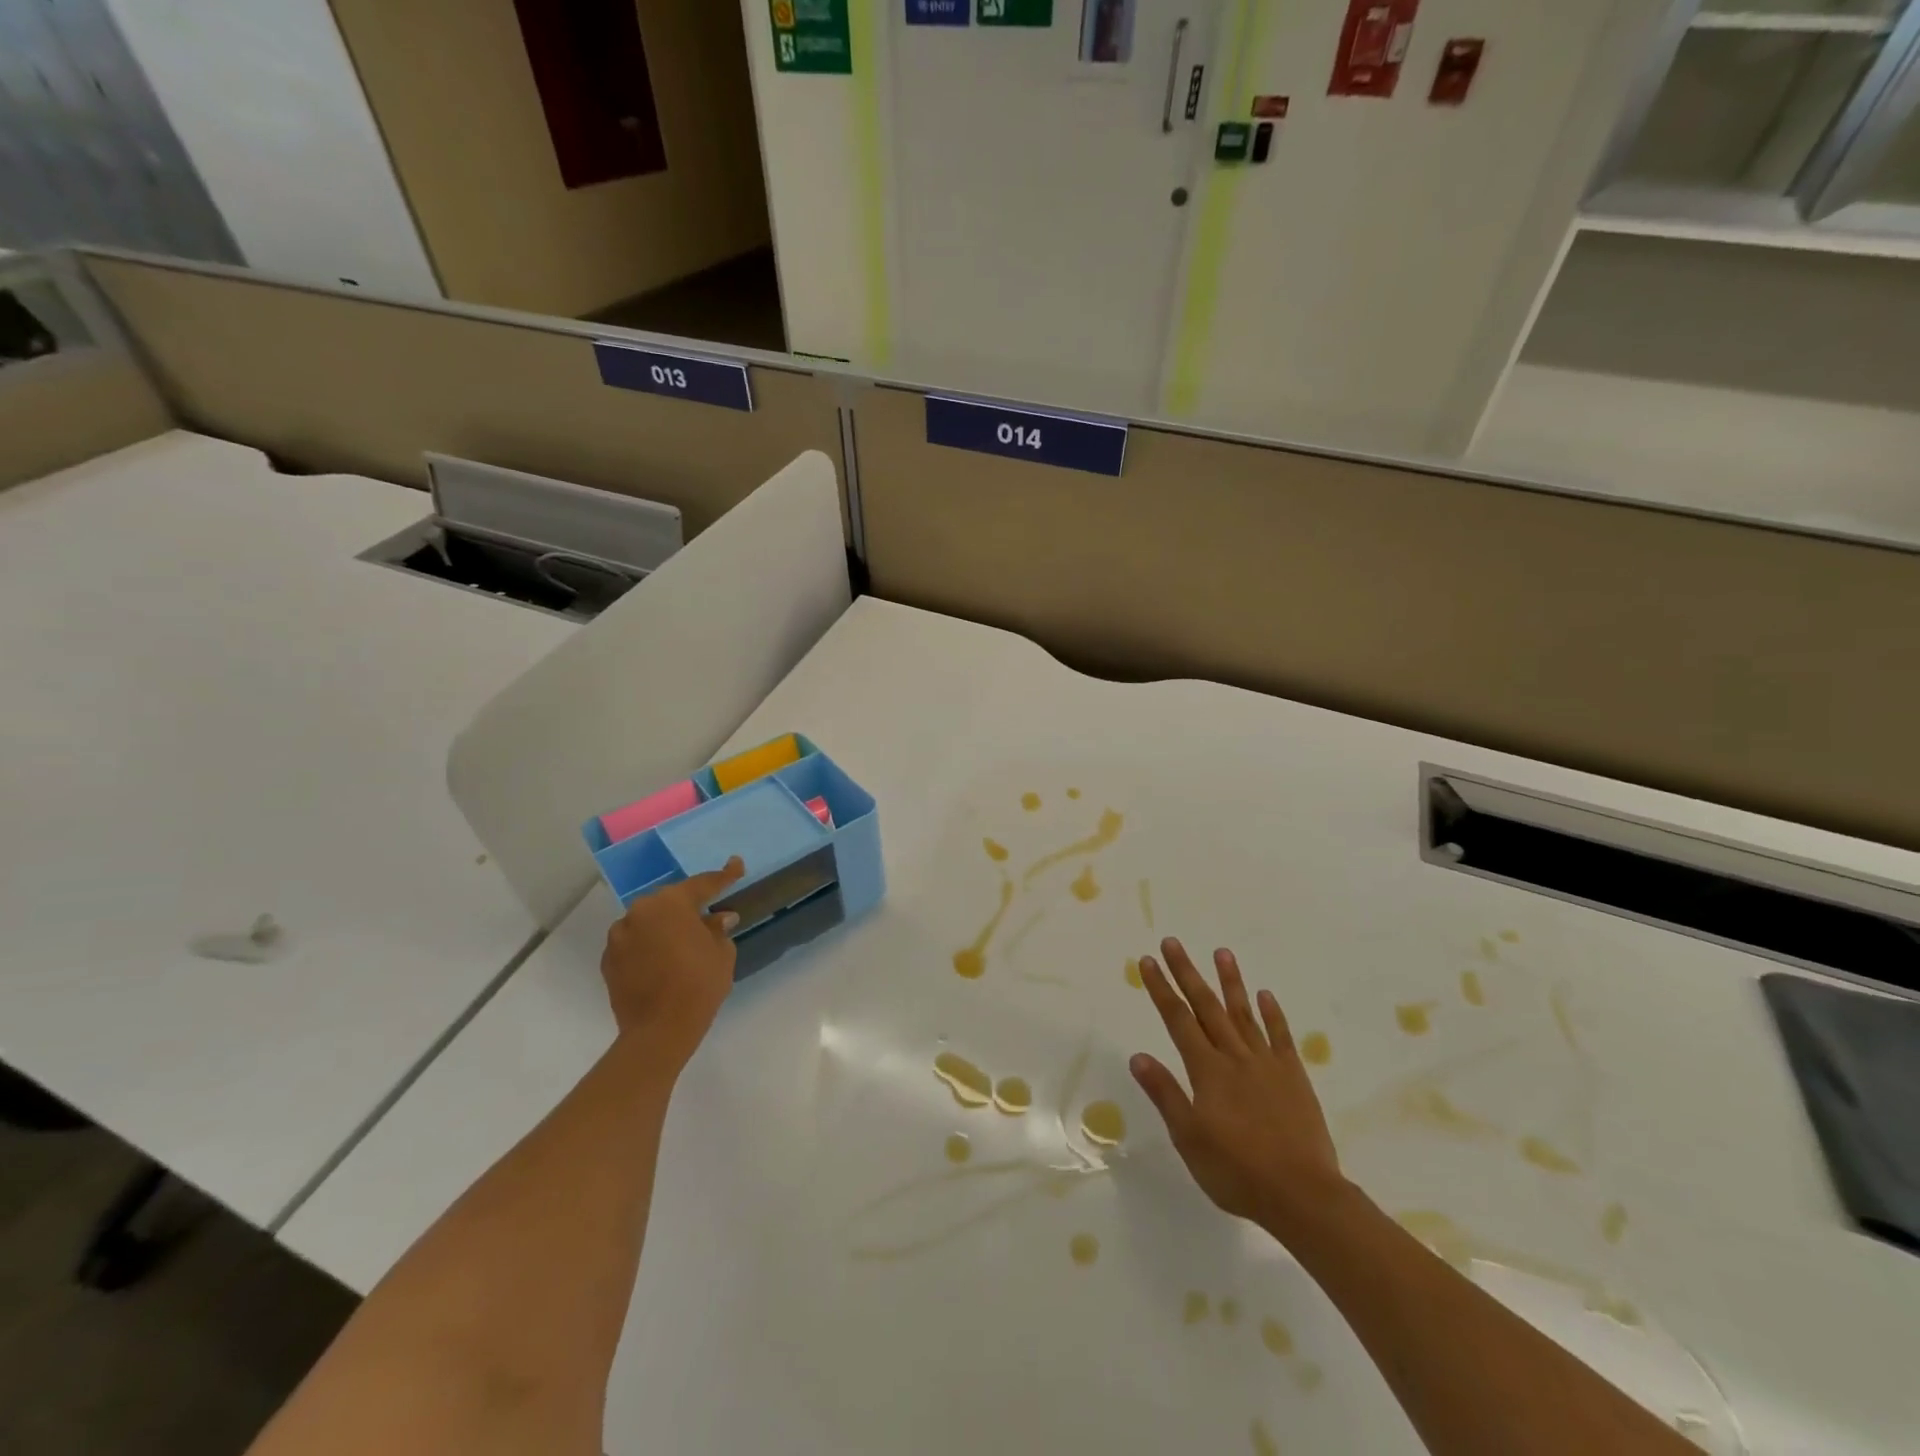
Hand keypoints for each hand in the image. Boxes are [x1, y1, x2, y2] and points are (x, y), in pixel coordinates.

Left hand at [600, 857, 745, 1071]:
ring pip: (649, 921)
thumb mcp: (722, 953)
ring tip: (682, 942)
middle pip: (670, 901)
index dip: (724, 876)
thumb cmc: (698, 984)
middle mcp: (640, 911)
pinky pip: (634, 943)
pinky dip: (649, 946)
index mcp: (670, 903)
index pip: (702, 884)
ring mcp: (619, 935)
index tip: (736, 865)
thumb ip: (718, 929)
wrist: (658, 1031)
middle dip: (689, 906)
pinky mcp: (608, 960)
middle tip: (708, 914)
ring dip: (665, 926)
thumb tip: (718, 918)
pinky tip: (662, 961)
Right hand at [1131, 938, 1345, 1241]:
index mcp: (1207, 1071)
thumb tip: (1138, 1056)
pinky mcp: (1294, 1077)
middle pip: (1206, 1007)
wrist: (1303, 1195)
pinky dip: (1272, 1014)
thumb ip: (1165, 1094)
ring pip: (1243, 1014)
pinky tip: (1265, 995)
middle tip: (1173, 942)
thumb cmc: (1237, 1171)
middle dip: (1187, 973)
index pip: (1178, 1020)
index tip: (1148, 961)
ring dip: (1230, 982)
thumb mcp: (1189, 1139)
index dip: (1161, 989)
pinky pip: (1280, 1037)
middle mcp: (1235, 1057)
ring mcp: (1267, 1064)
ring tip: (1222, 952)